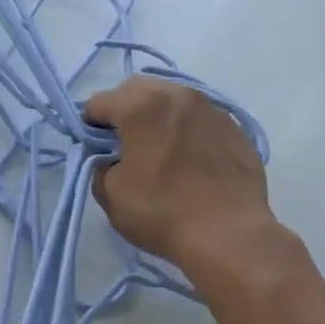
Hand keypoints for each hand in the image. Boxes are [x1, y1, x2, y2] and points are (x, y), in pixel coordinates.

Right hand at [85, 76, 282, 294]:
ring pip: (172, 98)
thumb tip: (108, 158)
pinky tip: (187, 158)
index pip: (99, 103)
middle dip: (122, 109)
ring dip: (156, 115)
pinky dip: (185, 128)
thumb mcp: (110, 194)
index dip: (88, 125)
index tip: (92, 148)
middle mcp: (178, 96)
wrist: (229, 234)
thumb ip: (100, 166)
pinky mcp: (235, 128)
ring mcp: (212, 109)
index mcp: (142, 107)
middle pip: (137, 89)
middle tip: (121, 143)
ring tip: (157, 148)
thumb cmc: (161, 212)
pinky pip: (199, 117)